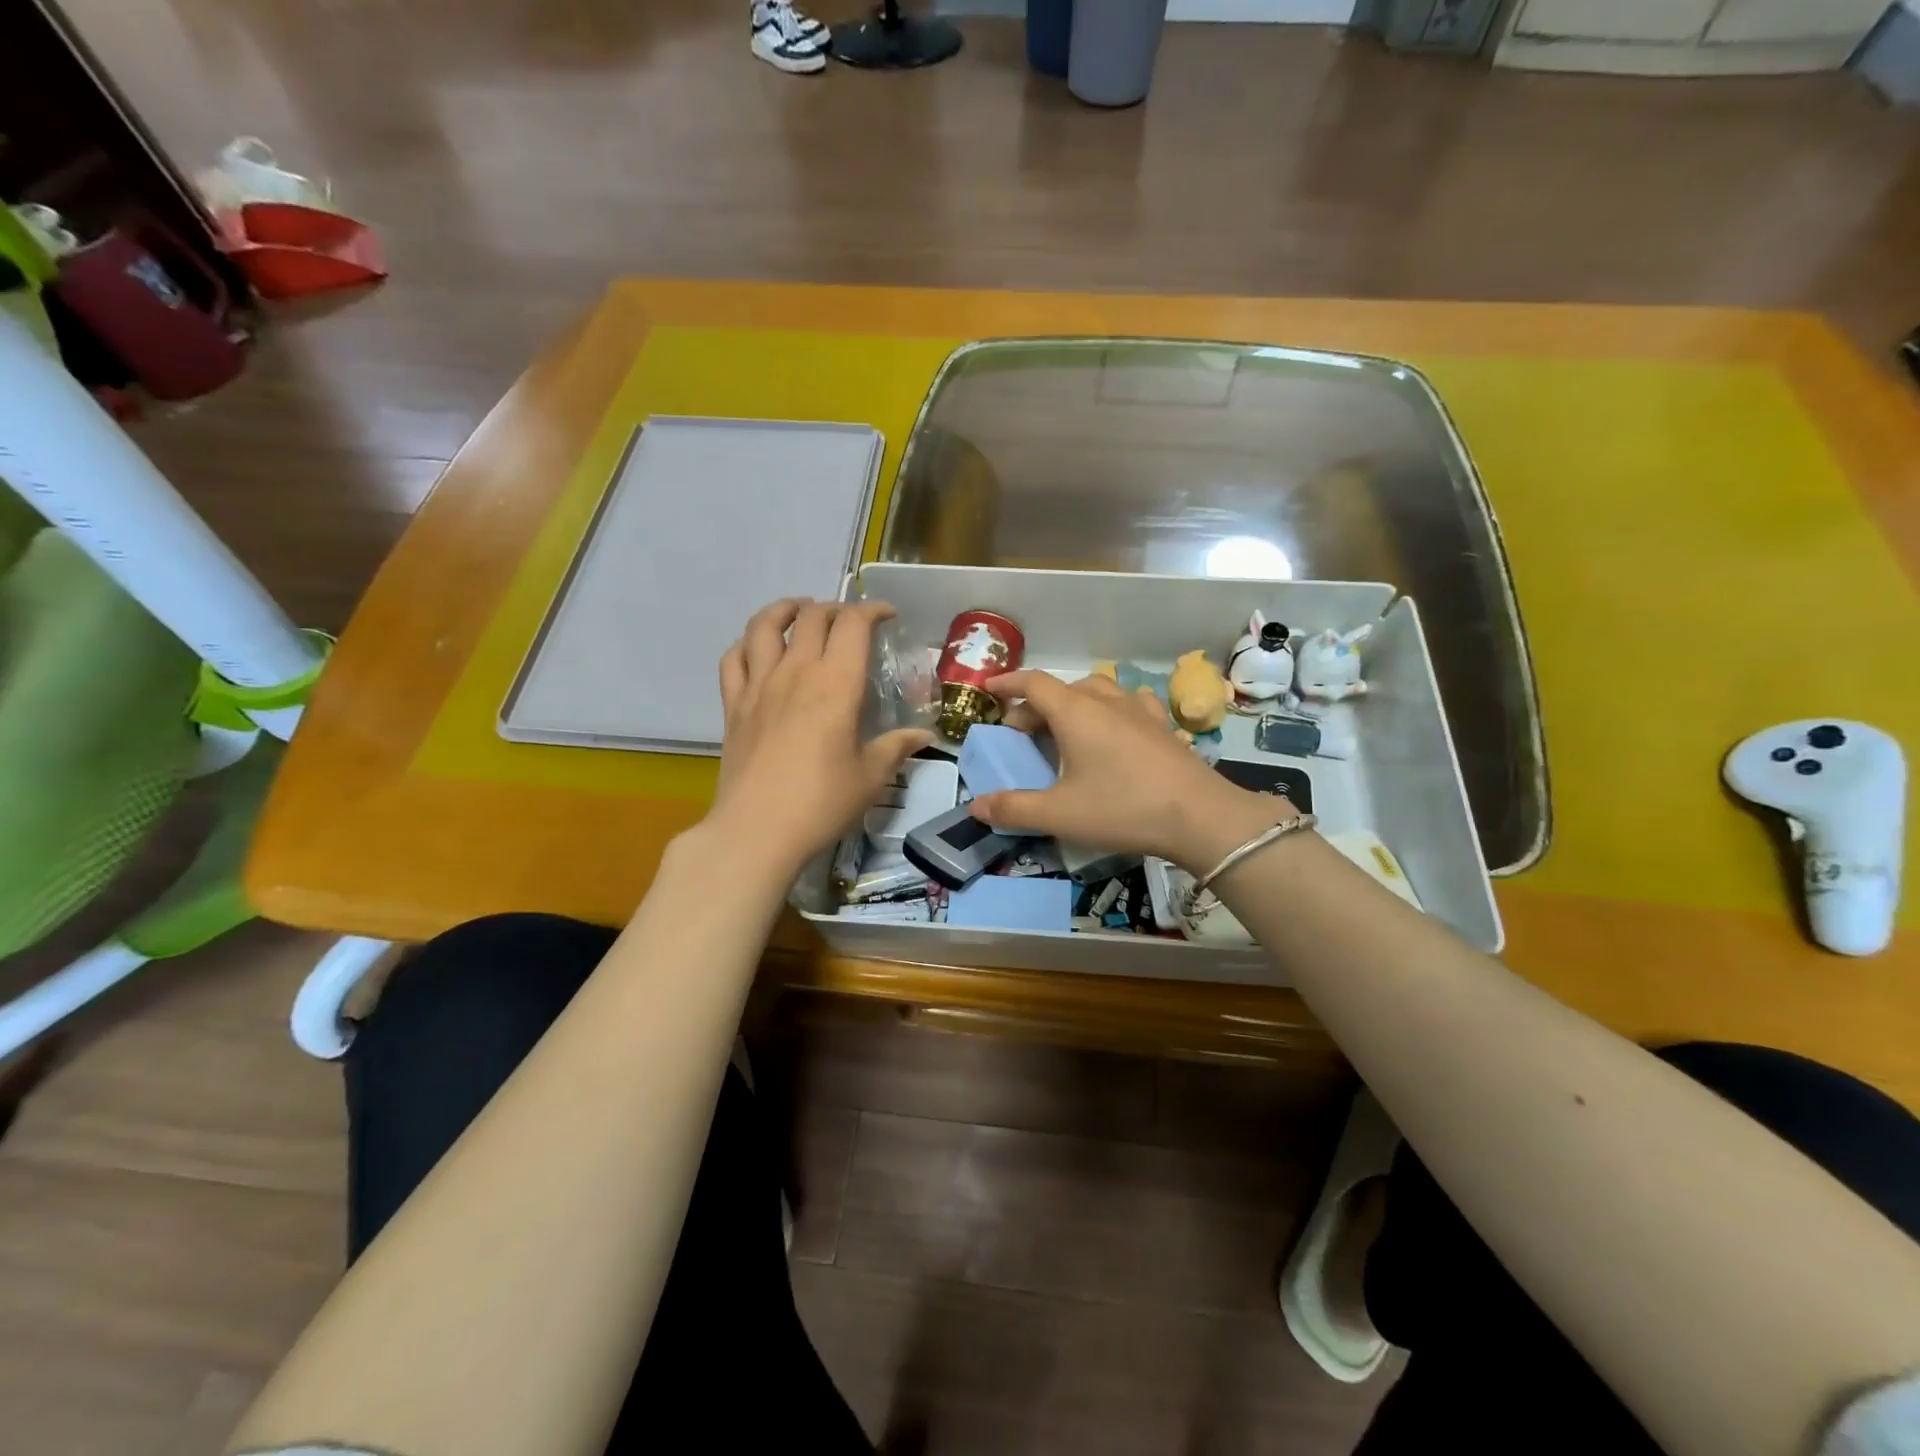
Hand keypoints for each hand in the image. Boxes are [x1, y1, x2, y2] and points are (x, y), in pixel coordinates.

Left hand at [708, 599, 931, 873]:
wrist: (757, 830)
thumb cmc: (822, 802)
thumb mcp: (871, 776)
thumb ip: (897, 747)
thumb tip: (925, 736)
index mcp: (836, 683)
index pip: (853, 624)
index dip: (872, 610)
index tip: (886, 616)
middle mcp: (796, 672)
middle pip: (811, 617)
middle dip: (834, 608)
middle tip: (848, 621)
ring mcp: (758, 686)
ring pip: (764, 626)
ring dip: (784, 609)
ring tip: (799, 611)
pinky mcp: (733, 706)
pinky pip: (733, 659)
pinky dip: (747, 644)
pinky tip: (757, 649)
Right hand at [966, 670, 1291, 873]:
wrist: (1201, 817)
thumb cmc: (1123, 809)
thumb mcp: (1059, 814)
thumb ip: (1014, 809)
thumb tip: (976, 806)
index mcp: (1076, 712)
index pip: (1034, 683)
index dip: (1008, 683)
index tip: (989, 689)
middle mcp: (1107, 702)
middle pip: (1063, 689)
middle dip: (1036, 704)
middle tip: (1022, 733)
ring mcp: (1140, 711)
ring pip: (1098, 692)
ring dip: (1074, 704)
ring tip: (1065, 729)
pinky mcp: (1164, 727)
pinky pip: (1130, 704)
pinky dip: (1111, 710)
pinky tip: (1116, 730)